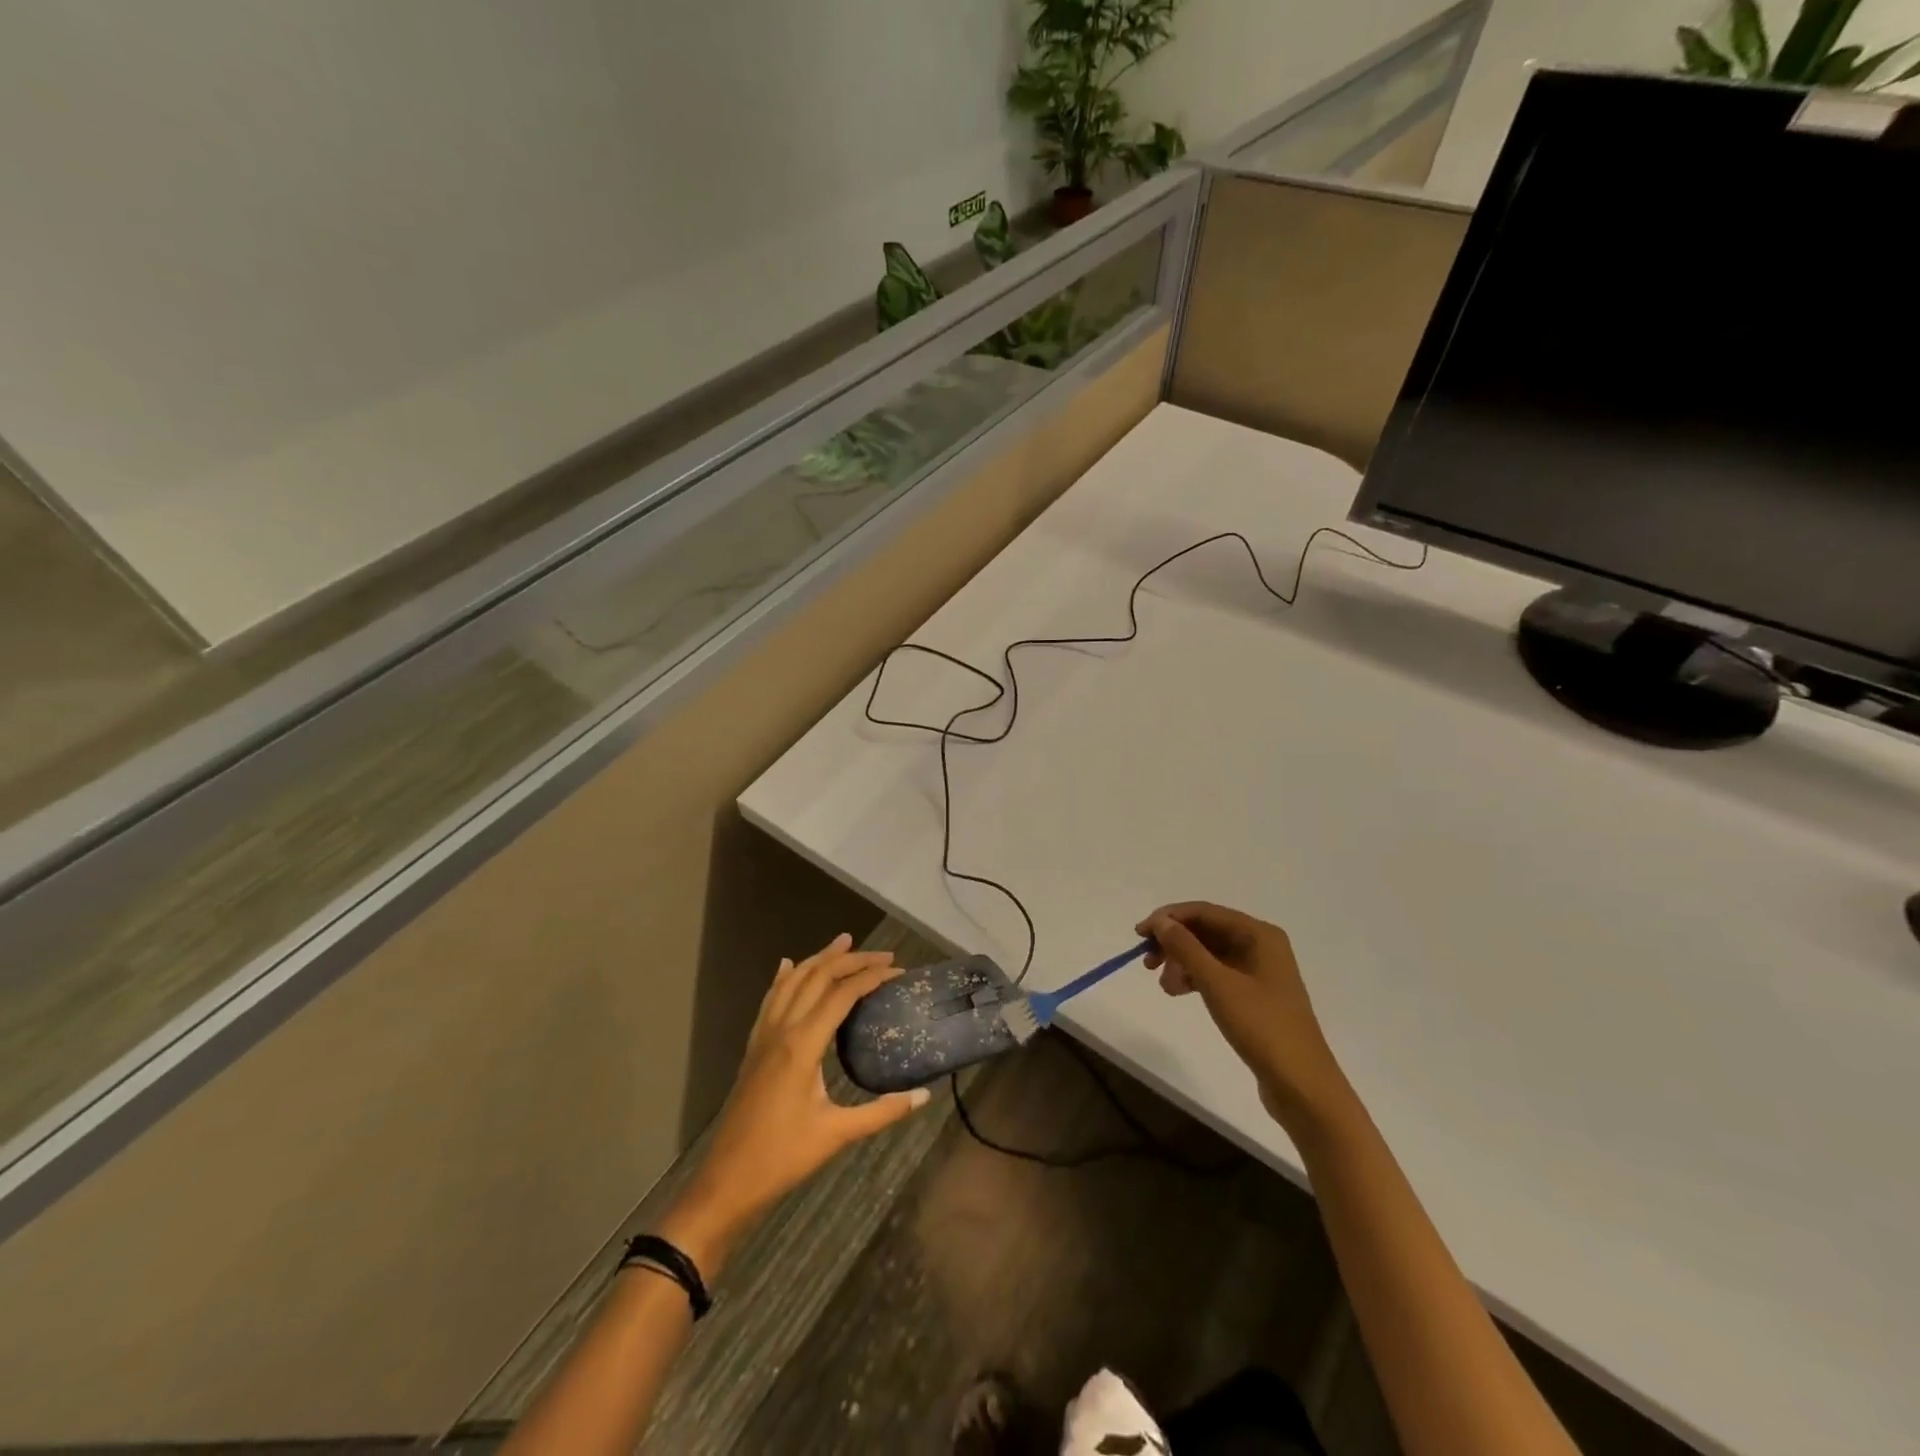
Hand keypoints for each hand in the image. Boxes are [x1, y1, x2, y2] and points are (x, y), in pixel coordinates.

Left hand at [664, 934, 930, 1272]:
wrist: (727, 1180)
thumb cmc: (783, 1158)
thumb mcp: (837, 1134)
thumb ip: (882, 1112)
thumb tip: (924, 1096)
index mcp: (803, 1044)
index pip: (842, 994)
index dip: (872, 977)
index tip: (899, 971)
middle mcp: (782, 1029)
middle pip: (817, 977)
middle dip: (851, 959)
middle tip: (883, 955)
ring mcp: (764, 1035)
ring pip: (792, 981)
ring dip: (819, 959)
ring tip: (843, 942)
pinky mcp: (754, 1047)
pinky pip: (770, 999)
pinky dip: (784, 977)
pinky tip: (787, 965)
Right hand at [1138, 902, 1353, 1132]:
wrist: (1301, 1084)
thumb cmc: (1261, 1026)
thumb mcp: (1218, 984)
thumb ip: (1186, 948)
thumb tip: (1160, 922)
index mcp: (1259, 934)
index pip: (1205, 912)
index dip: (1169, 918)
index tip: (1139, 934)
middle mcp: (1261, 945)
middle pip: (1206, 931)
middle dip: (1174, 943)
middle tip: (1147, 962)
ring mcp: (1259, 971)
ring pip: (1209, 954)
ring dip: (1182, 963)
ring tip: (1165, 986)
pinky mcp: (1254, 995)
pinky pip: (1217, 974)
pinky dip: (1195, 979)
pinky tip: (1179, 992)